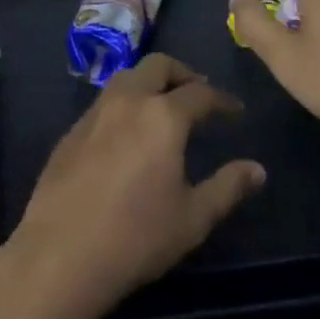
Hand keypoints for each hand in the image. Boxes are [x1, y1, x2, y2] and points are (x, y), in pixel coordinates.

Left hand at [0, 55, 264, 318]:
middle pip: (158, 66)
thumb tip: (257, 169)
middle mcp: (128, 100)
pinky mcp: (72, 130)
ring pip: (127, 77)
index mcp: (163, 115)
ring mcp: (95, 112)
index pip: (200, 93)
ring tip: (164, 108)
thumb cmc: (137, 237)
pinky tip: (128, 133)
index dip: (222, 100)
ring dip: (150, 83)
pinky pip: (105, 101)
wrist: (61, 253)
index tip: (235, 111)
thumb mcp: (193, 218)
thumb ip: (228, 187)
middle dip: (183, 74)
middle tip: (198, 95)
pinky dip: (126, 103)